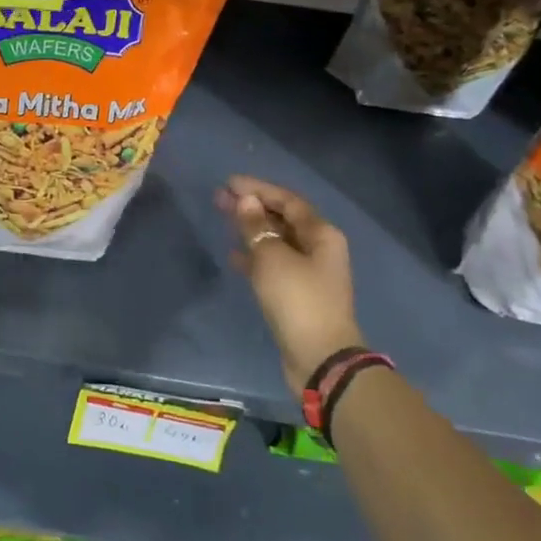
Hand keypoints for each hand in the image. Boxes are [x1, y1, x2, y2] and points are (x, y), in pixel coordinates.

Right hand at [216, 175, 363, 397]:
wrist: (320, 358)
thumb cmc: (298, 300)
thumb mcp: (272, 258)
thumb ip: (256, 227)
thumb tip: (246, 202)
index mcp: (321, 234)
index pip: (287, 200)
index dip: (258, 188)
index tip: (229, 182)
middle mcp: (318, 248)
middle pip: (282, 219)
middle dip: (252, 207)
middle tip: (219, 198)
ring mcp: (308, 272)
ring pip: (276, 241)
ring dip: (251, 230)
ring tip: (222, 219)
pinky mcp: (297, 294)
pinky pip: (273, 264)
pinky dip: (254, 257)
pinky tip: (233, 256)